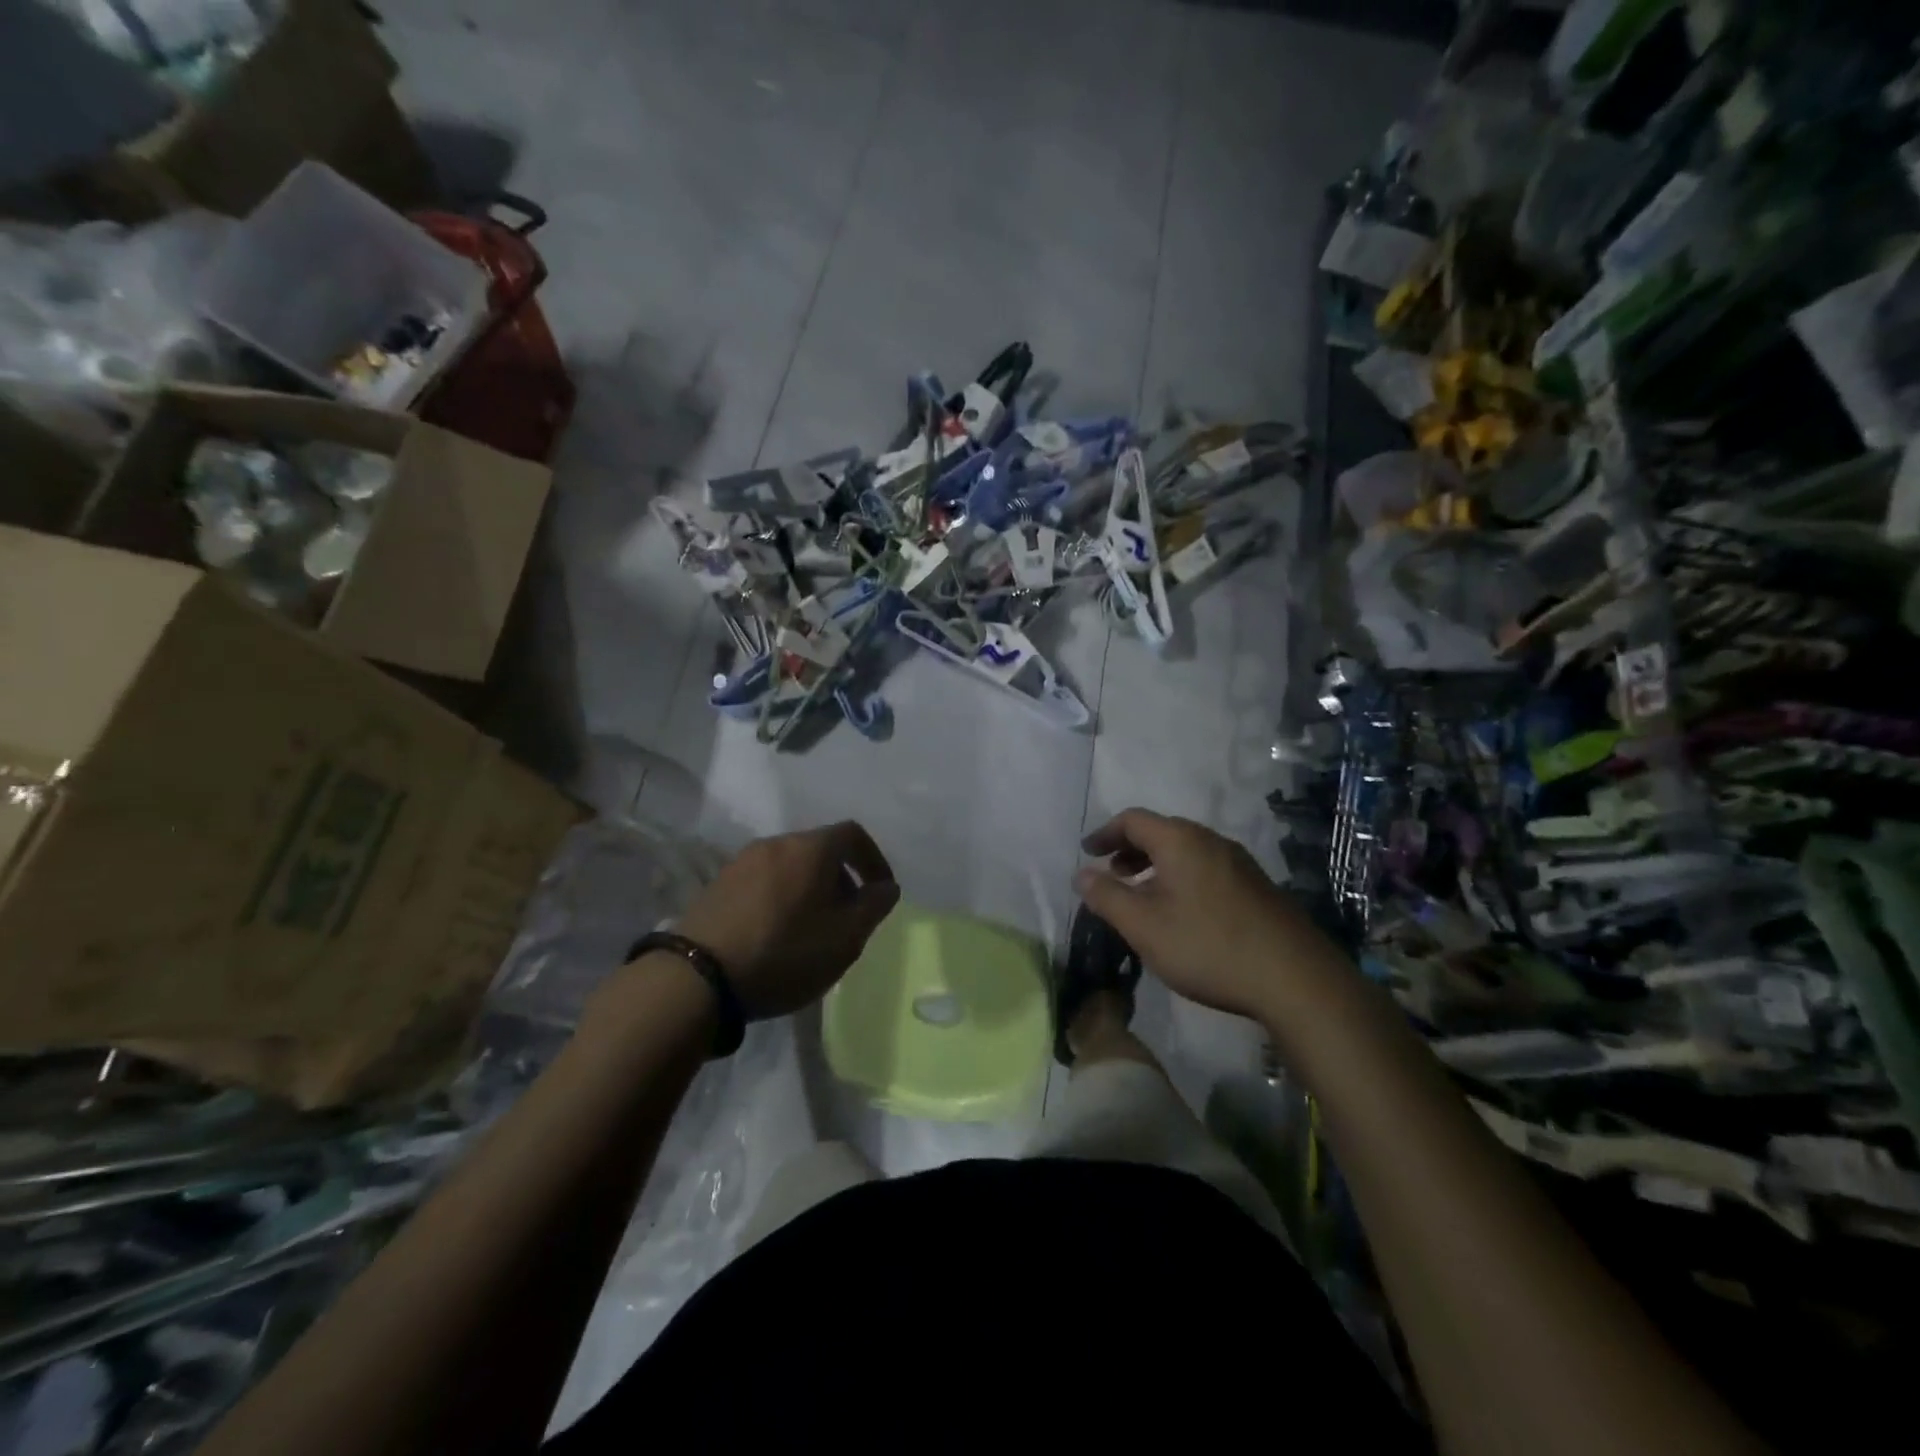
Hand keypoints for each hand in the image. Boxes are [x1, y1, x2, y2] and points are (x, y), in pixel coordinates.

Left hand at [673, 821, 899, 1017]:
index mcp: (810, 848)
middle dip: (841, 879)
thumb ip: (873, 907)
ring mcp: (741, 862)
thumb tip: (886, 887)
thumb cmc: (784, 953)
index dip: (874, 860)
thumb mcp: (845, 938)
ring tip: (812, 930)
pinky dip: (781, 897)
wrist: (697, 977)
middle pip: (820, 850)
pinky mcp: (717, 885)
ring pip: (791, 866)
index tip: (881, 892)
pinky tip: (777, 934)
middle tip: (847, 917)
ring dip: (810, 889)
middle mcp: (776, 843)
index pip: (853, 834)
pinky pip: (764, 881)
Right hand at [1074, 809, 1339, 1022]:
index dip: (1105, 833)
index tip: (1087, 852)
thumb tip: (1082, 874)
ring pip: (1186, 852)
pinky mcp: (1257, 887)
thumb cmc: (1207, 946)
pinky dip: (1181, 879)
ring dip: (1156, 867)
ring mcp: (1239, 863)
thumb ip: (1107, 897)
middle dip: (1130, 850)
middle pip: (1161, 832)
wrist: (1295, 978)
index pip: (1132, 820)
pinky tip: (1181, 914)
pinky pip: (1206, 869)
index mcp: (1180, 840)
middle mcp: (1211, 840)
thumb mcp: (1144, 926)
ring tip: (1142, 897)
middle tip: (1112, 874)